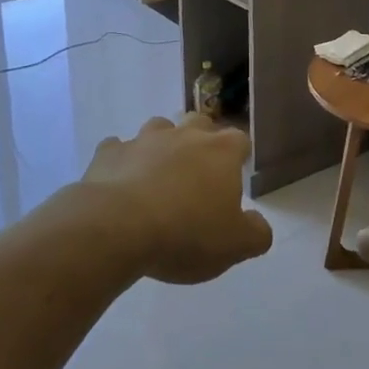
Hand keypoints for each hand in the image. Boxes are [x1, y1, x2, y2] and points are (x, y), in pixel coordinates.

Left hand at [81, 115, 272, 283]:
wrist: (117, 228)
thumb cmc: (186, 234)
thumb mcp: (235, 246)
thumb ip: (255, 233)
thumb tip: (259, 224)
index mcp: (221, 151)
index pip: (239, 140)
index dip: (238, 156)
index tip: (234, 176)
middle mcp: (185, 135)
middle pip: (199, 123)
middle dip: (201, 140)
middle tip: (198, 172)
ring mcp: (144, 139)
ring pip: (159, 128)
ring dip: (162, 145)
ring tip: (158, 174)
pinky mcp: (109, 153)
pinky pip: (117, 149)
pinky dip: (122, 160)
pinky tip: (120, 181)